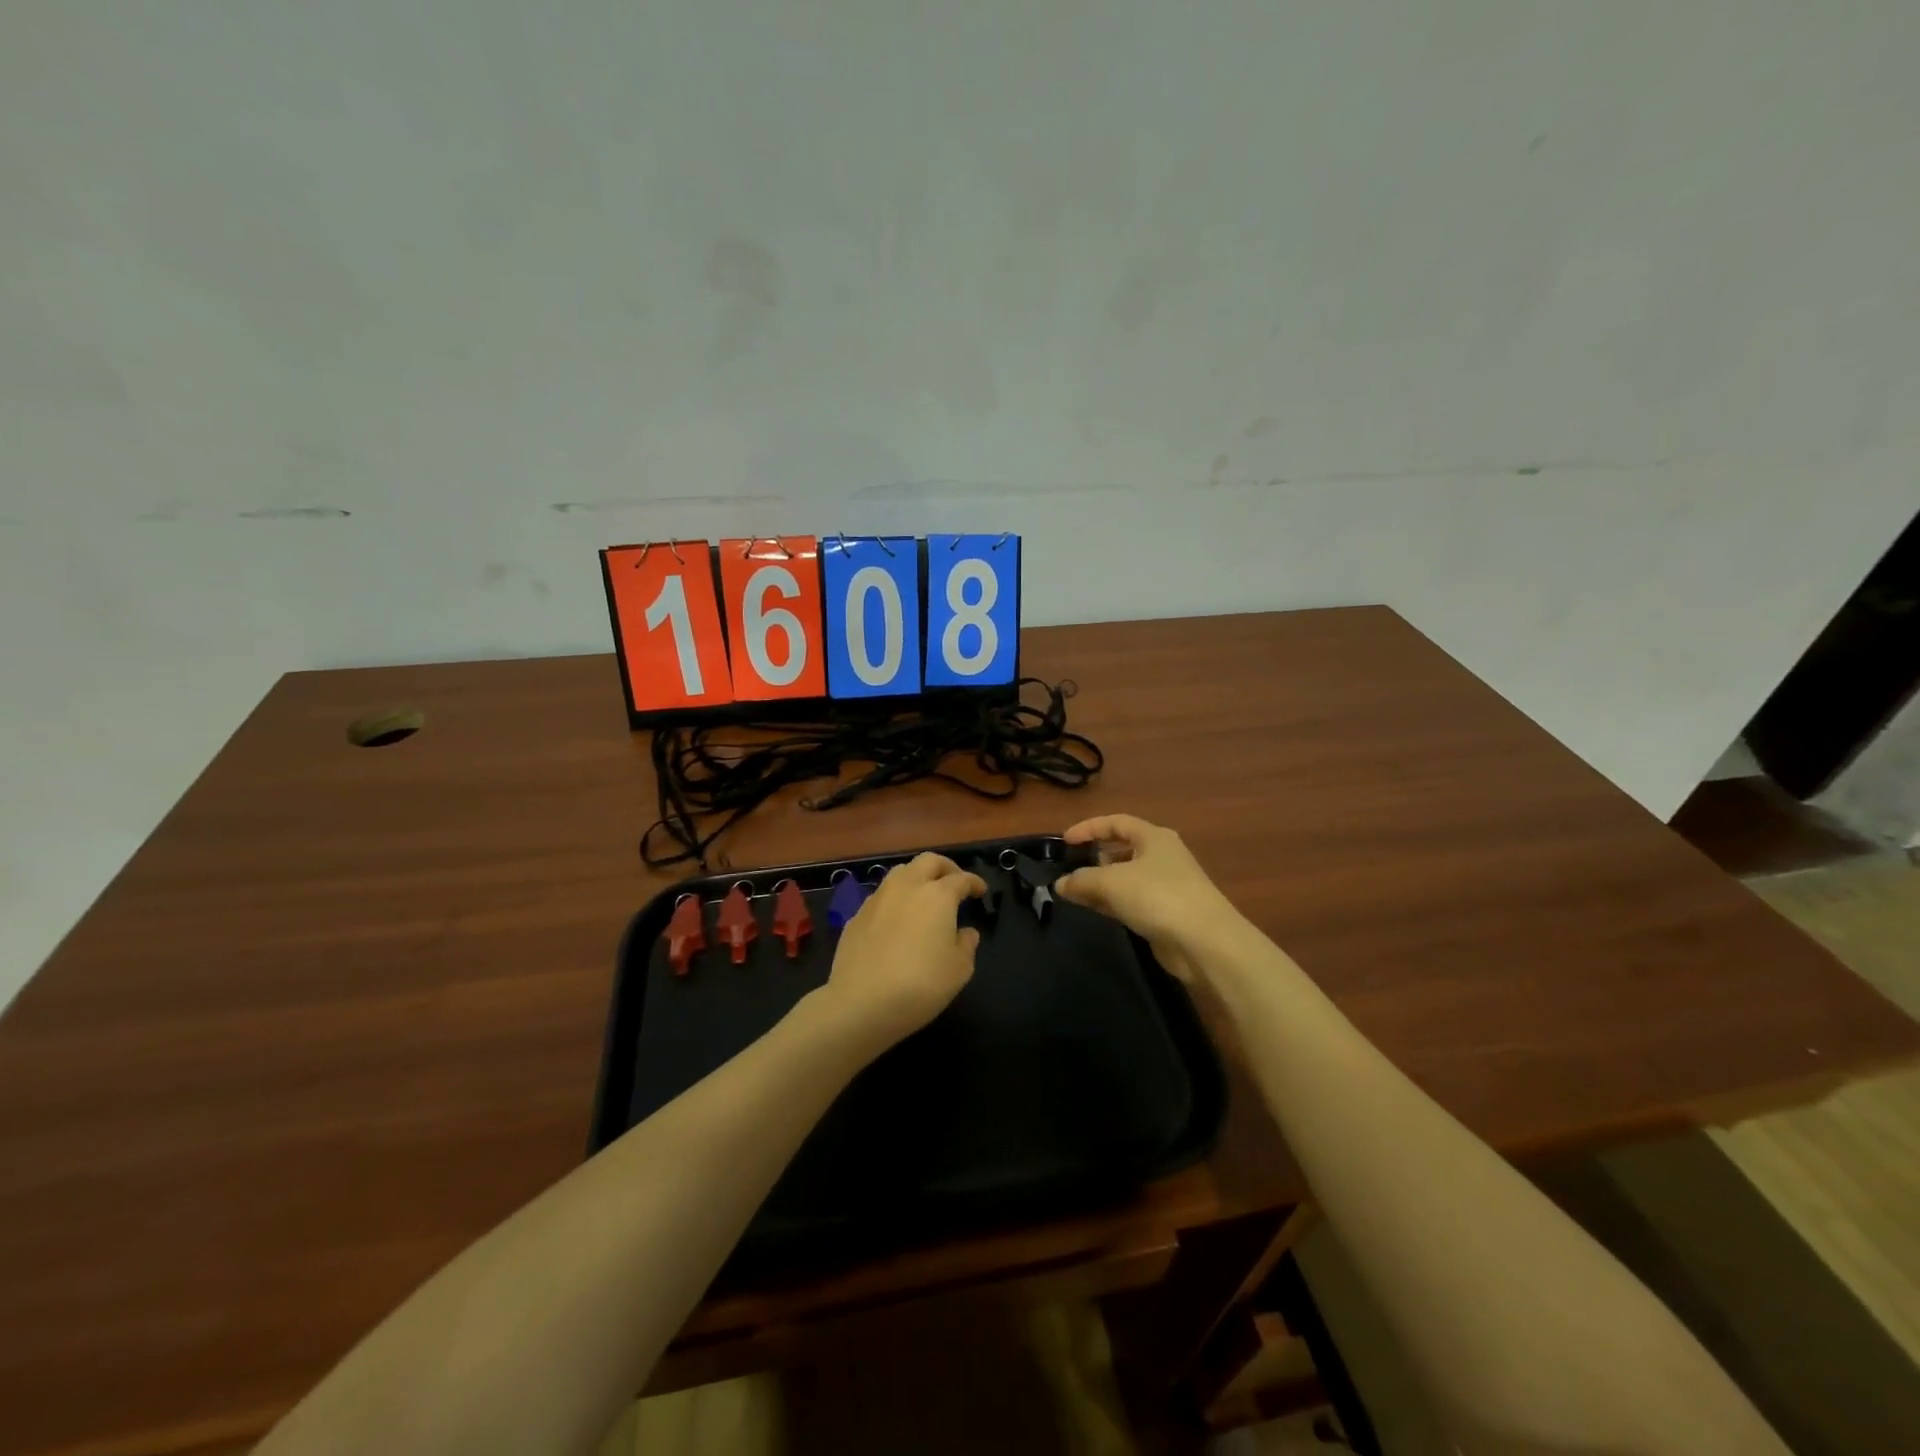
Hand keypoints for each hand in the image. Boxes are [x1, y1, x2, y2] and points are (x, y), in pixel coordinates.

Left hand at [818, 853, 985, 1053]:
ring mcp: (877, 899)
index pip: (961, 878)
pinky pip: (881, 897)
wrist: (860, 1003)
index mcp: (937, 896)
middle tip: (955, 882)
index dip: (974, 882)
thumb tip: (966, 932)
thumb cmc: (920, 985)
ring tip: (924, 897)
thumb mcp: (959, 970)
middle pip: (928, 861)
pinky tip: (897, 920)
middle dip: (945, 868)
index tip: (981, 891)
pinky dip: (895, 900)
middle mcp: (906, 887)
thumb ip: (966, 945)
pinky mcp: (856, 915)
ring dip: (917, 878)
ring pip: (901, 872)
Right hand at [1055, 814, 1242, 981]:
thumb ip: (1081, 880)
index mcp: (1154, 837)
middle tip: (1070, 868)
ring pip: (1125, 878)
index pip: (1116, 822)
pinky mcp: (1166, 913)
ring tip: (1074, 893)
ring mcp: (1166, 886)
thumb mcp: (1111, 882)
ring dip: (1101, 884)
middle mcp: (1162, 856)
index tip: (1064, 841)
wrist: (1205, 942)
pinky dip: (1112, 903)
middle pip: (1122, 849)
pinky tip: (1094, 910)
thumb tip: (1060, 884)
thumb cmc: (1158, 896)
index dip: (1089, 828)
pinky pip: (1132, 901)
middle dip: (1094, 858)